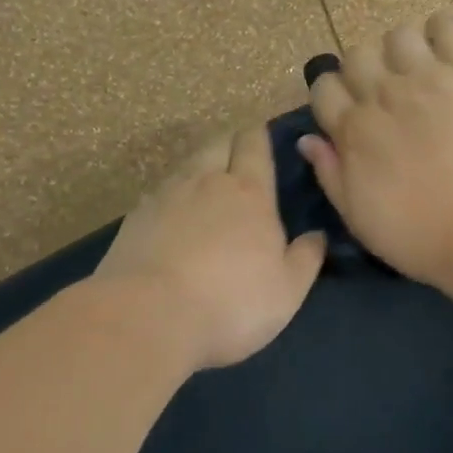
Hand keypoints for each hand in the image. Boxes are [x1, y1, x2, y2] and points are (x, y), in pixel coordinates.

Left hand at [96, 126, 325, 369]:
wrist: (146, 318)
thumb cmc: (231, 302)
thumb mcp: (287, 289)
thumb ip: (306, 257)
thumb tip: (318, 235)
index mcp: (249, 191)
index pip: (254, 143)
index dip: (259, 135)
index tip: (264, 137)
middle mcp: (207, 181)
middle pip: (218, 143)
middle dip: (230, 143)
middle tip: (239, 161)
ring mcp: (166, 196)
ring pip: (187, 165)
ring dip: (200, 168)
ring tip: (206, 188)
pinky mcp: (135, 217)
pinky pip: (159, 193)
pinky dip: (171, 197)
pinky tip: (172, 218)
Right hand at [299, 11, 452, 287]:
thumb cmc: (422, 237)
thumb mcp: (360, 219)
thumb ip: (331, 174)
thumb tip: (307, 140)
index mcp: (354, 131)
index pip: (325, 87)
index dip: (335, 95)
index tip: (353, 109)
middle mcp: (384, 95)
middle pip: (358, 55)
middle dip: (367, 69)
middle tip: (390, 91)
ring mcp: (428, 78)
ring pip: (399, 34)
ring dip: (405, 48)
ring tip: (423, 68)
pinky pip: (450, 26)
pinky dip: (444, 30)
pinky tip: (450, 49)